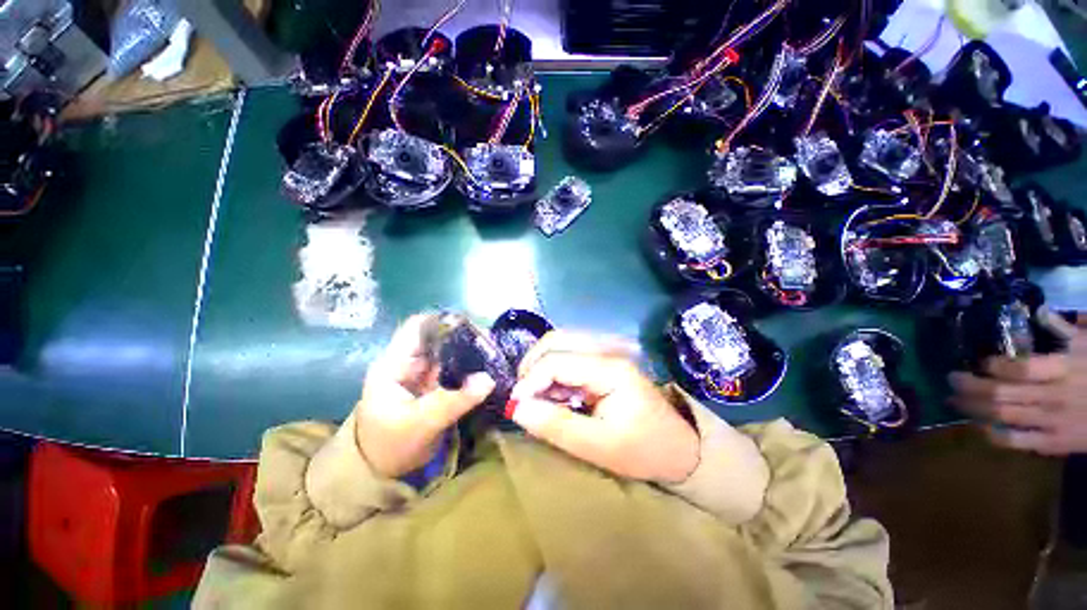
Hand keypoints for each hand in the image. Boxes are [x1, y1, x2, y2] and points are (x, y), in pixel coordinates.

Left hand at [355, 314, 494, 477]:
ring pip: (448, 353)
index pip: (418, 326)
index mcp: (394, 363)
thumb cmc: (390, 446)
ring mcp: (422, 374)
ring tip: (493, 353)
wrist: (381, 473)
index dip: (443, 321)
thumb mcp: (421, 423)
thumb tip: (489, 379)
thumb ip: (454, 400)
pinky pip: (454, 370)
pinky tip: (486, 368)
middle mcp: (408, 363)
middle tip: (491, 342)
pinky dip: (468, 367)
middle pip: (437, 338)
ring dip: (469, 352)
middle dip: (463, 337)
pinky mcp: (434, 386)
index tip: (472, 326)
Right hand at [508, 332, 700, 483]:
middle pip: (557, 339)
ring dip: (541, 364)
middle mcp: (607, 350)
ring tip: (536, 394)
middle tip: (522, 395)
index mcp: (610, 368)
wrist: (677, 447)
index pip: (557, 360)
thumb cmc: (642, 450)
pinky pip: (569, 353)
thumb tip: (517, 408)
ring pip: (560, 342)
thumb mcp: (597, 446)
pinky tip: (554, 391)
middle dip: (532, 364)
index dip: (530, 380)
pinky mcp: (604, 359)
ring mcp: (607, 351)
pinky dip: (553, 368)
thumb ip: (556, 425)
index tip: (515, 405)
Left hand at [949, 308, 1086, 455]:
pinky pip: (1017, 442)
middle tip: (949, 379)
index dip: (991, 366)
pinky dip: (994, 434)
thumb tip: (1039, 310)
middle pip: (1000, 393)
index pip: (1018, 369)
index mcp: (1062, 370)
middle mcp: (1052, 397)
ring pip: (1002, 416)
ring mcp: (1051, 423)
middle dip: (969, 386)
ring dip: (972, 408)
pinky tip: (978, 426)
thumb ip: (1065, 329)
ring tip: (952, 400)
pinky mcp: (1054, 444)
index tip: (976, 361)